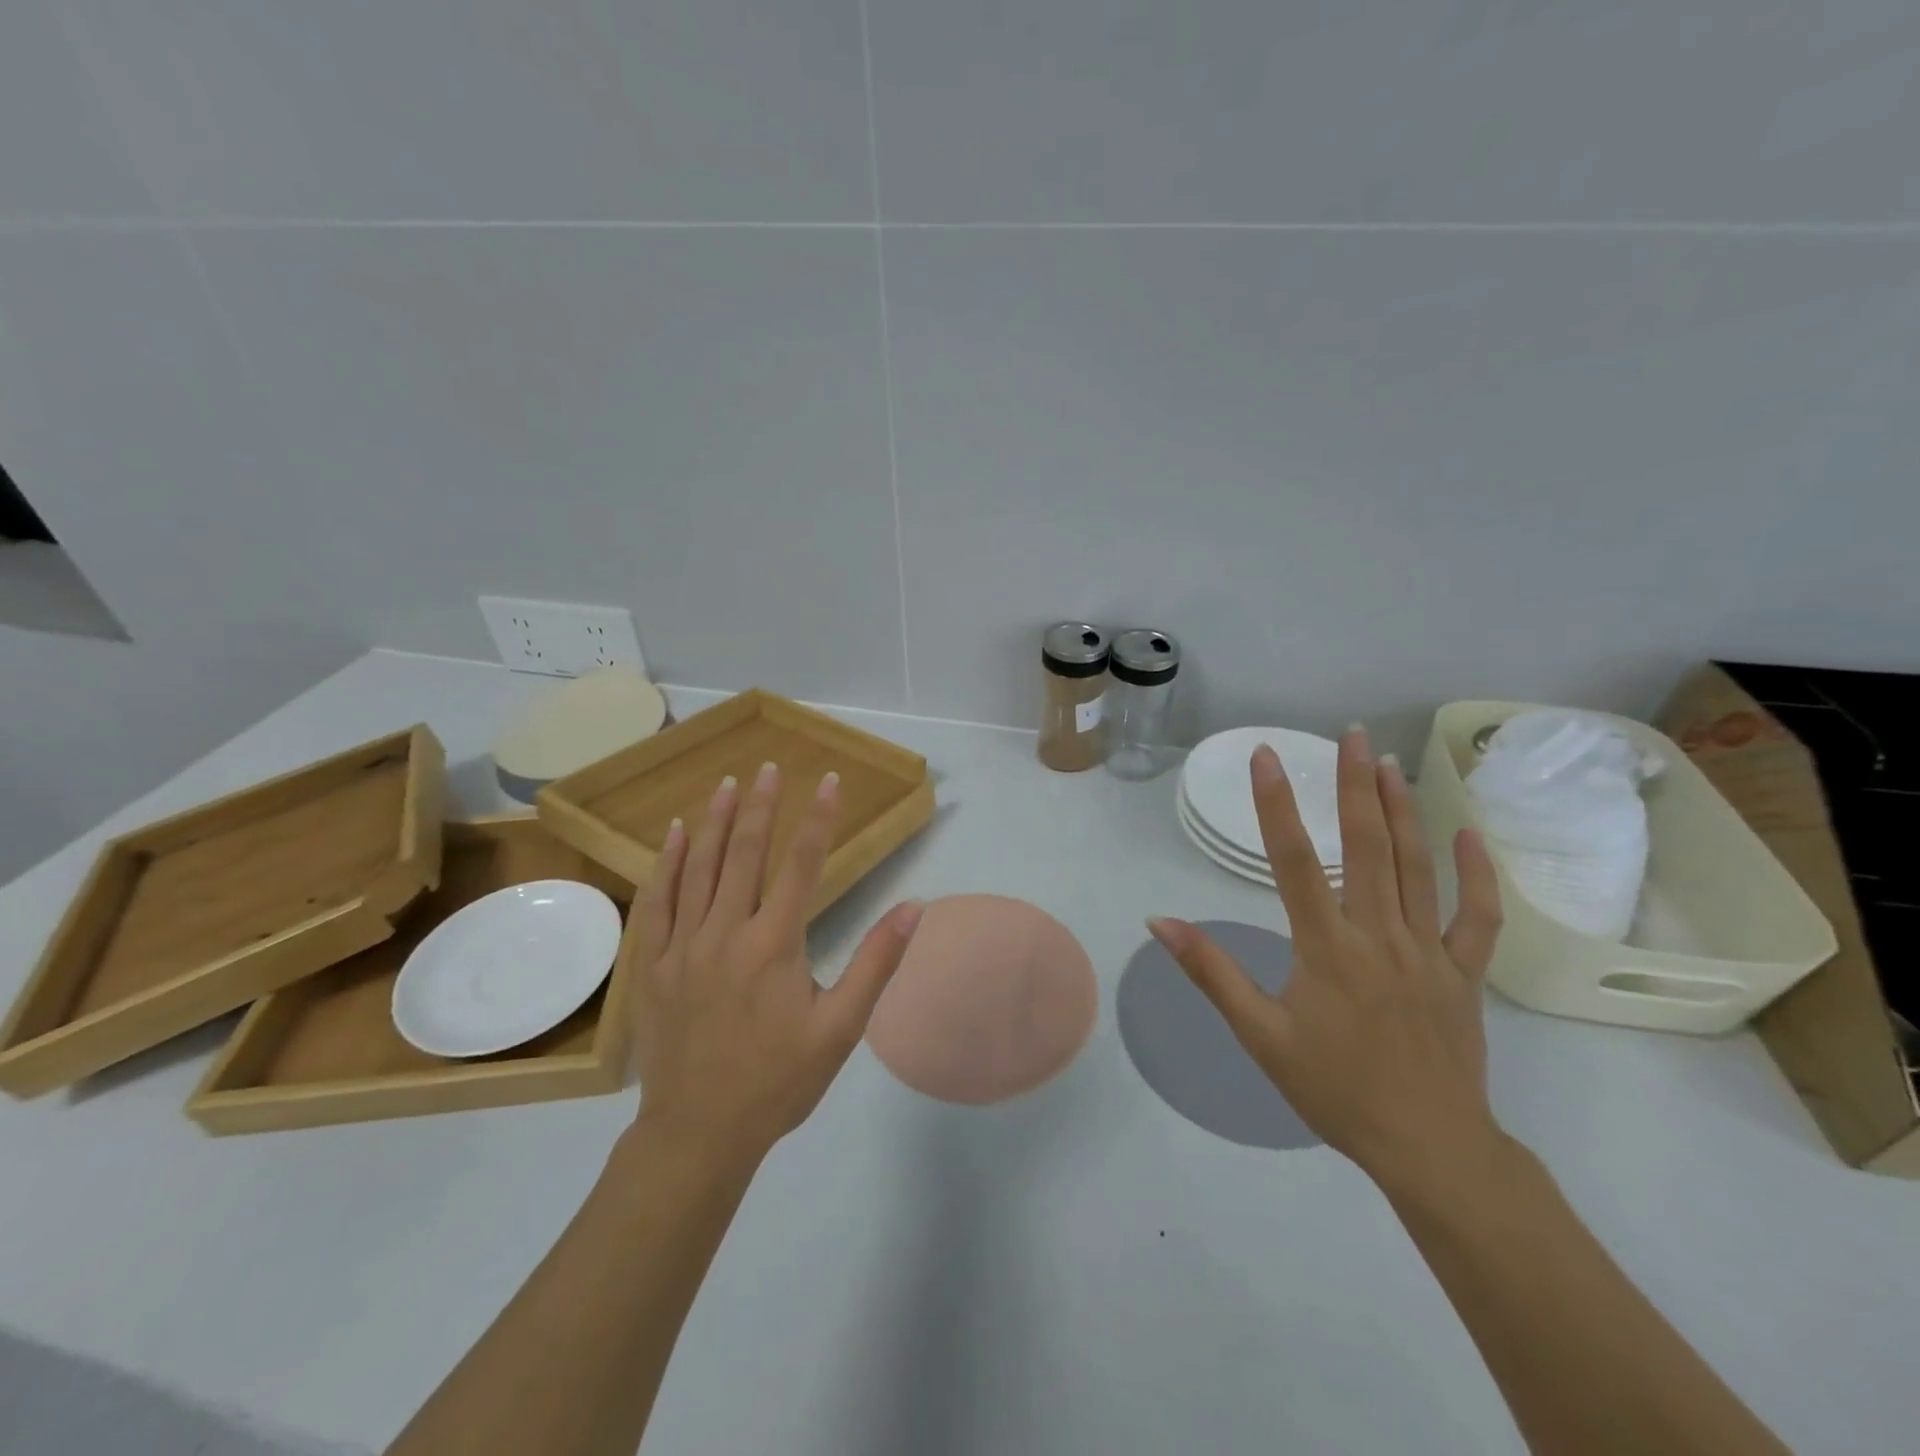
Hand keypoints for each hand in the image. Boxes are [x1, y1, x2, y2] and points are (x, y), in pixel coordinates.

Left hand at [625, 762, 924, 1167]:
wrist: (698, 1135)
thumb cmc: (778, 1081)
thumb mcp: (841, 1028)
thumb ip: (876, 963)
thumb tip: (914, 907)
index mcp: (774, 945)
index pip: (801, 865)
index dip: (816, 818)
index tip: (827, 779)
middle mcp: (726, 933)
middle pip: (744, 855)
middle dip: (760, 806)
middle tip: (769, 766)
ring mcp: (682, 947)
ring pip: (698, 869)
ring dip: (713, 821)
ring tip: (727, 783)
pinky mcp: (653, 965)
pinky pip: (658, 901)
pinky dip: (666, 863)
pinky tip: (673, 834)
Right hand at [1149, 729, 1505, 1188]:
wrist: (1427, 1146)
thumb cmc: (1333, 1089)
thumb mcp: (1259, 1035)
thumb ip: (1210, 972)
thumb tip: (1160, 922)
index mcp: (1327, 949)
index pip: (1294, 862)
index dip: (1277, 804)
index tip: (1267, 757)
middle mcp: (1379, 936)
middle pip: (1368, 848)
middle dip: (1354, 785)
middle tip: (1350, 735)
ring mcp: (1429, 951)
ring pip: (1419, 868)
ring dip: (1404, 811)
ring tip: (1389, 763)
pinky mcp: (1464, 973)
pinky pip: (1478, 916)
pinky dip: (1478, 873)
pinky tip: (1468, 833)